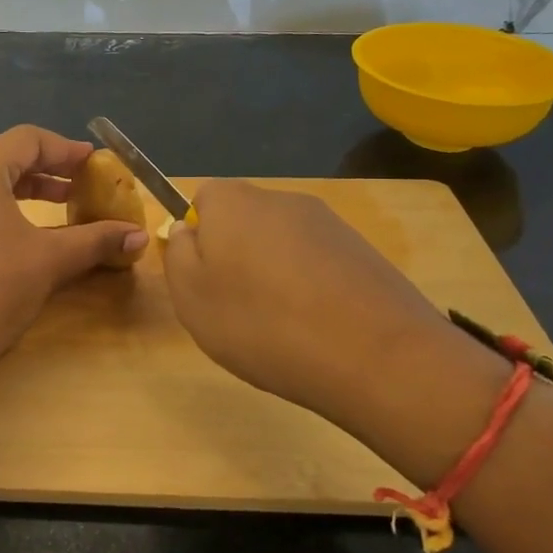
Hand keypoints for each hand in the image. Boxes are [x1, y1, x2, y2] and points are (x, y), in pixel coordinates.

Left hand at [0, 127, 147, 369]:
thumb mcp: (52, 259)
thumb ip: (96, 240)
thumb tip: (139, 236)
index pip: (26, 139)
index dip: (64, 148)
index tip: (94, 164)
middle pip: (6, 157)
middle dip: (48, 168)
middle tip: (81, 183)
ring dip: (30, 189)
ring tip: (63, 205)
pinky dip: (10, 209)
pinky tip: (33, 235)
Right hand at [163, 181, 491, 430]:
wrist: (375, 354)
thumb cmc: (262, 323)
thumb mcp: (191, 298)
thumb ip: (177, 255)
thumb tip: (187, 230)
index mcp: (232, 201)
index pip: (202, 199)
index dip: (198, 237)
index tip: (203, 279)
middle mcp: (280, 198)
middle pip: (244, 219)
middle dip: (236, 254)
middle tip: (235, 306)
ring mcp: (327, 222)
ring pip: (282, 242)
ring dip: (274, 271)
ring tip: (280, 324)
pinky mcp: (362, 250)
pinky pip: (318, 262)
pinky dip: (310, 286)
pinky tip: (317, 326)